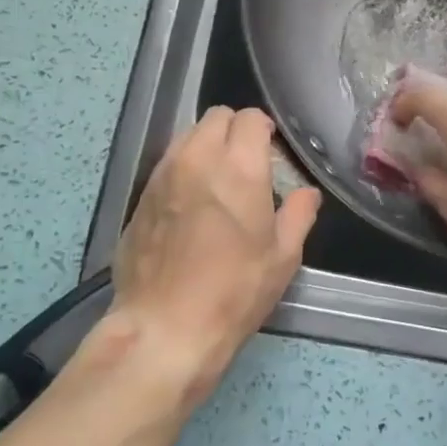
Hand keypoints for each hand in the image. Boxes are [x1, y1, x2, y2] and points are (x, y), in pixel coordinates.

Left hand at [100, 107, 319, 407]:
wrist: (164, 328)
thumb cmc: (234, 292)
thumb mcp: (282, 258)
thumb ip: (298, 215)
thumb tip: (306, 193)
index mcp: (238, 167)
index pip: (250, 118)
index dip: (264, 129)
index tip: (271, 152)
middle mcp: (197, 159)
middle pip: (216, 117)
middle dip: (235, 131)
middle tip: (247, 163)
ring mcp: (162, 176)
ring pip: (187, 136)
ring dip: (207, 145)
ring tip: (217, 181)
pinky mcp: (140, 197)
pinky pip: (166, 164)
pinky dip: (183, 169)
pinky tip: (190, 204)